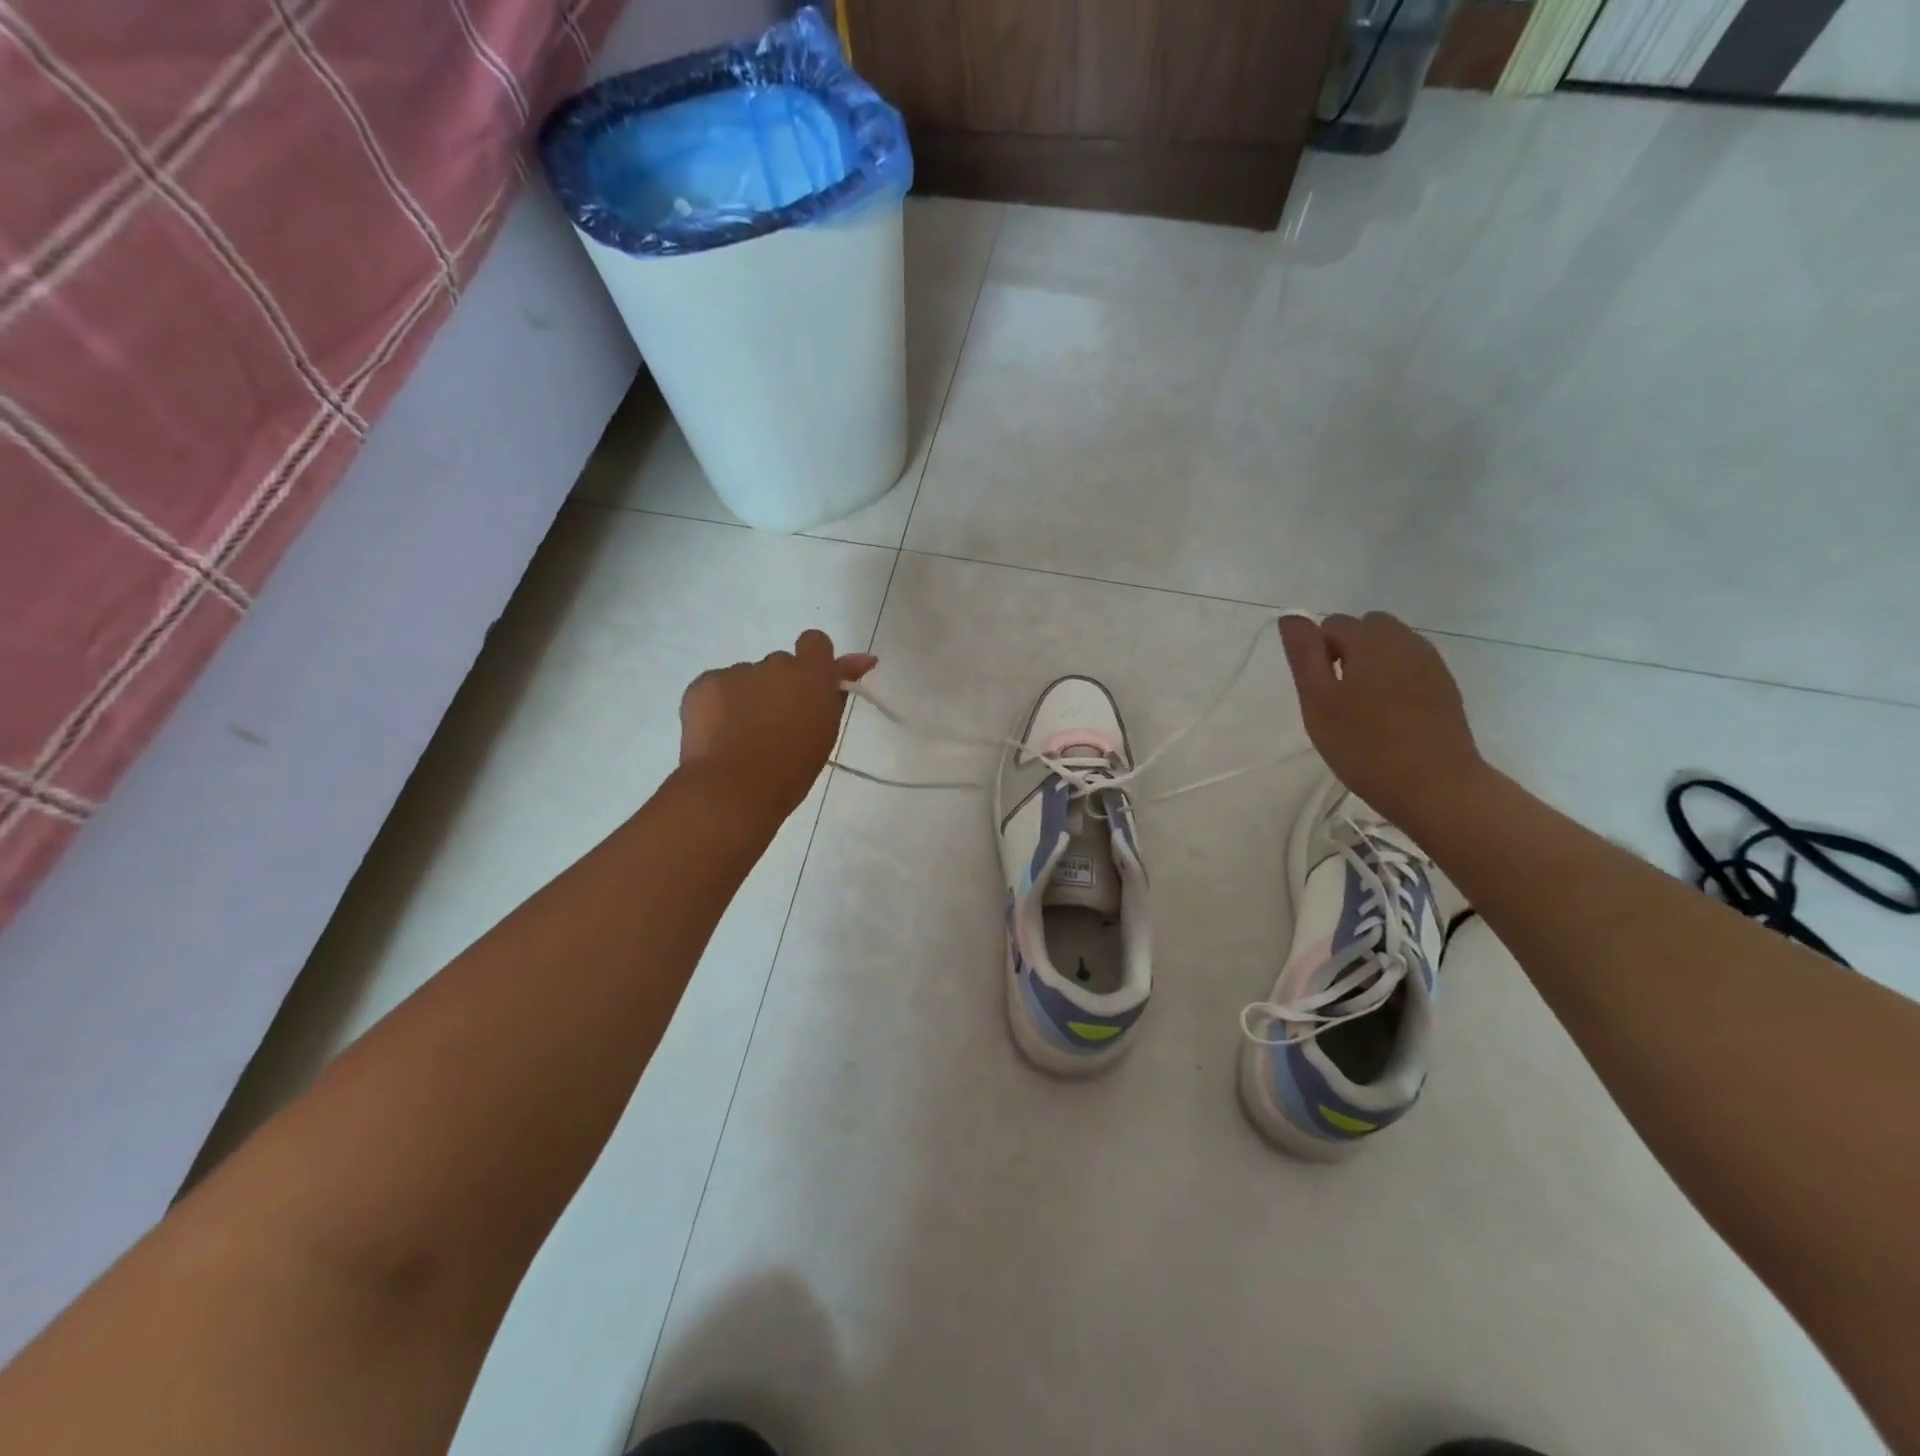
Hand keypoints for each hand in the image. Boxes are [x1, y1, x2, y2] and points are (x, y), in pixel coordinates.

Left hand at [680, 631, 877, 818]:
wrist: (733, 790)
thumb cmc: (791, 769)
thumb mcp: (825, 731)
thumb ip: (837, 692)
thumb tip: (863, 659)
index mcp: (812, 675)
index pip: (815, 642)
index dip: (812, 661)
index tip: (808, 687)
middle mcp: (775, 663)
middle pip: (779, 665)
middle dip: (778, 687)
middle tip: (773, 725)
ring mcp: (737, 671)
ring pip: (746, 678)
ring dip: (747, 698)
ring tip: (741, 738)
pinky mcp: (704, 683)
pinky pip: (716, 687)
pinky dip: (718, 706)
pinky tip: (718, 735)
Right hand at [1278, 612, 1483, 824]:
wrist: (1435, 786)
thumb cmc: (1364, 744)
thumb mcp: (1318, 701)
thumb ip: (1304, 655)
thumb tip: (1292, 616)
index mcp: (1371, 640)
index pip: (1333, 625)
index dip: (1318, 653)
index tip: (1319, 692)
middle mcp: (1406, 641)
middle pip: (1367, 628)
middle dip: (1347, 651)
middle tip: (1338, 698)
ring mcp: (1431, 664)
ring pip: (1391, 647)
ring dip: (1372, 665)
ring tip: (1363, 708)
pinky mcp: (1445, 687)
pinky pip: (1411, 668)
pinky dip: (1395, 680)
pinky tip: (1390, 716)